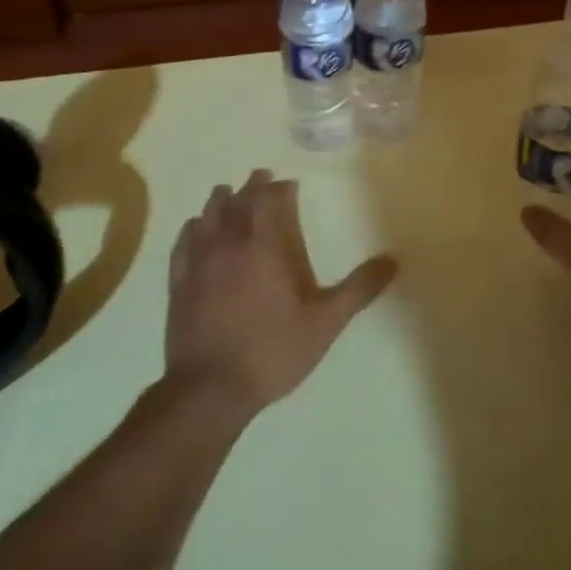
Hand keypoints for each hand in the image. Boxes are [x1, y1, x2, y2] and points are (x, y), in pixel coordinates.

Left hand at [165, 170, 397, 415]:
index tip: (287, 183)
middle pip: (234, 201)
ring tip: (228, 196)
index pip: (265, 199)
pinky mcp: (177, 282)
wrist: (210, 389)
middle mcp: (226, 244)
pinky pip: (183, 241)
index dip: (275, 187)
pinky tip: (196, 229)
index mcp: (262, 247)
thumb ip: (358, 290)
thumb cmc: (271, 351)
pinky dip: (193, 227)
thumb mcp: (324, 323)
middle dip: (250, 187)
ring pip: (206, 216)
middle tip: (261, 180)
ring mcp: (197, 262)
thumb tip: (392, 260)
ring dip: (220, 202)